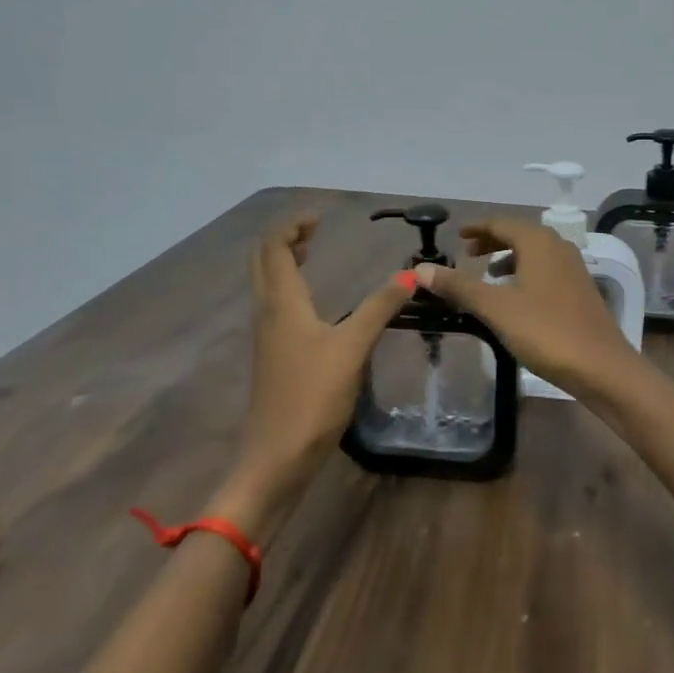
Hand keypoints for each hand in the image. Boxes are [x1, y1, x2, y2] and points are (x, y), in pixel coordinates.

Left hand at [208, 213, 412, 538]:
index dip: (292, 224)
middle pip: (263, 260)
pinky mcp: (273, 356)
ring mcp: (267, 336)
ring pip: (267, 283)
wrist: (276, 457)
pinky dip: (289, 285)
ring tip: (311, 250)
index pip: (273, 246)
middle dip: (284, 237)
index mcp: (281, 303)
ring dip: (284, 260)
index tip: (320, 215)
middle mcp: (268, 312)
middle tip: (314, 228)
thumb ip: (379, 308)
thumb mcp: (351, 348)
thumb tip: (410, 274)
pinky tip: (313, 300)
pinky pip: (275, 305)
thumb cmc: (312, 398)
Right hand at [413, 220, 642, 397]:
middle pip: (520, 234)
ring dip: (509, 258)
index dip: (477, 228)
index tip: (458, 235)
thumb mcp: (495, 308)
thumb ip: (459, 286)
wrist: (602, 367)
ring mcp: (573, 269)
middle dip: (492, 242)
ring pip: (535, 253)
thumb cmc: (546, 331)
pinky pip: (546, 270)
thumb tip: (420, 270)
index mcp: (539, 242)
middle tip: (467, 254)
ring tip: (488, 275)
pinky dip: (525, 274)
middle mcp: (559, 247)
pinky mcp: (580, 291)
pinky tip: (516, 298)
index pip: (501, 223)